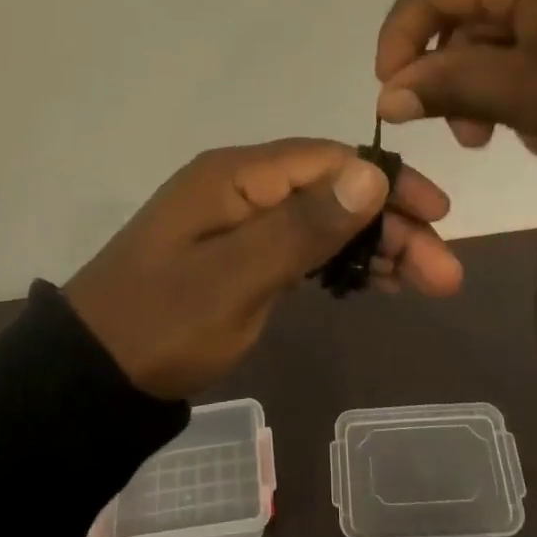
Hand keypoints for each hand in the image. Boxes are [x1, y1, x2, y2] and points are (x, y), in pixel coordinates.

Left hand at [64, 139, 460, 399]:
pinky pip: (303, 246)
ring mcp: (241, 222)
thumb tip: (370, 172)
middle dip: (391, 225)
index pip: (329, 161)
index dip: (388, 183)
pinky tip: (378, 282)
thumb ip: (303, 226)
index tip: (438, 216)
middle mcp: (242, 187)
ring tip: (425, 282)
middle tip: (443, 272)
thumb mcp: (236, 278)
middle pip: (333, 191)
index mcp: (237, 176)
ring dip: (374, 246)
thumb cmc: (163, 323)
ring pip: (323, 220)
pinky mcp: (240, 254)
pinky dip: (342, 261)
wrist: (93, 375)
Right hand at [373, 0, 536, 195]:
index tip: (389, 92)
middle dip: (454, 60)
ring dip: (495, 67)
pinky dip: (536, 59)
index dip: (402, 35)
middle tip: (460, 129)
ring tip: (506, 131)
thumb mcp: (534, 99)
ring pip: (516, 9)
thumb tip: (387, 94)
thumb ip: (450, 86)